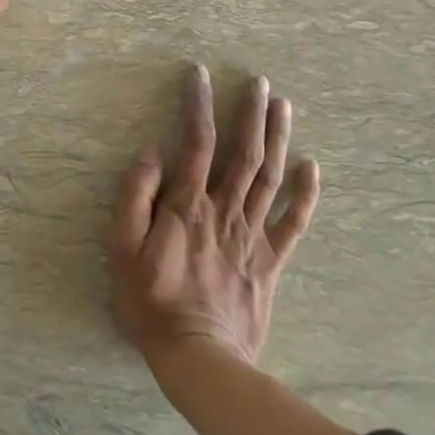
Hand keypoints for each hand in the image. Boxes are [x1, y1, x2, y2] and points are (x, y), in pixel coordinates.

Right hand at [111, 64, 319, 367]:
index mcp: (188, 206)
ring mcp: (252, 236)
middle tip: (260, 83)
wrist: (198, 359)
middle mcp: (224, 211)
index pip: (196, 142)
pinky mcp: (269, 262)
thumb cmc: (151, 303)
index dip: (198, 105)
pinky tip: (312, 168)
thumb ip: (135, 198)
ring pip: (270, 178)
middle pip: (244, 153)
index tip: (200, 74)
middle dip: (251, 114)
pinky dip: (305, 195)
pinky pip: (293, 224)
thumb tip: (152, 154)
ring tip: (284, 106)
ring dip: (279, 139)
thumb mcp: (122, 250)